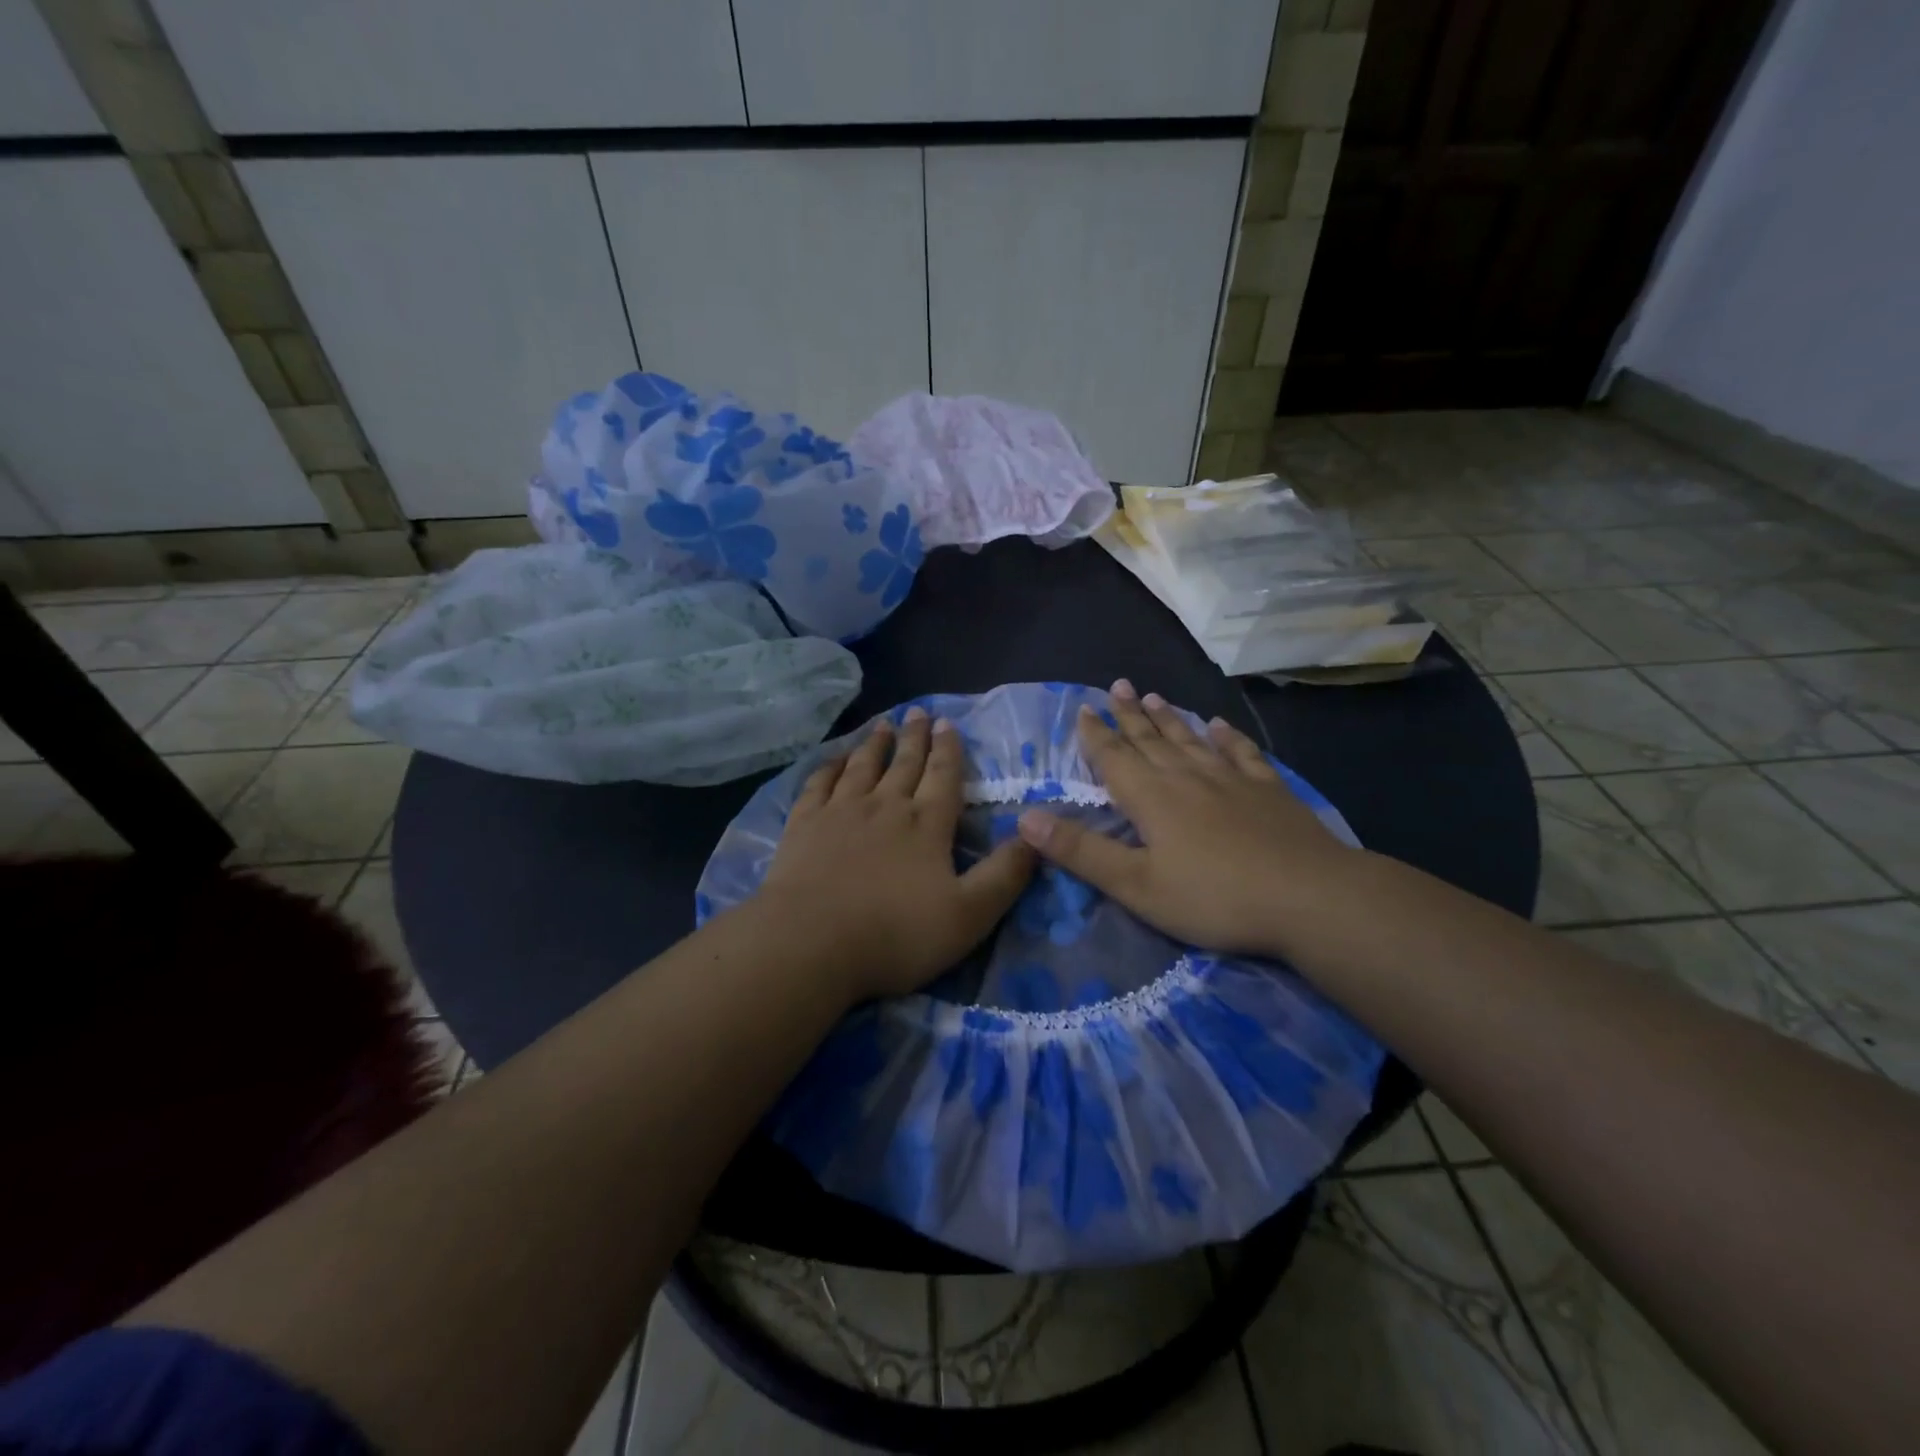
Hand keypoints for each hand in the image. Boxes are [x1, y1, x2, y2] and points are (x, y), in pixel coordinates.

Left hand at [755, 708, 1036, 1000]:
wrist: (811, 942)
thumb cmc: (896, 934)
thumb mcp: (969, 914)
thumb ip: (1005, 875)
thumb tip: (1034, 836)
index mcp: (927, 824)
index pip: (944, 776)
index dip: (949, 749)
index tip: (947, 723)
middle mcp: (886, 806)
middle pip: (905, 763)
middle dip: (915, 737)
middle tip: (918, 712)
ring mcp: (841, 811)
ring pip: (863, 766)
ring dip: (875, 744)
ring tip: (883, 724)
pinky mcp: (804, 824)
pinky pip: (819, 784)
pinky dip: (829, 767)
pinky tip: (834, 760)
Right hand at [1016, 679, 1362, 958]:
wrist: (1309, 898)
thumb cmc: (1214, 897)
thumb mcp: (1135, 885)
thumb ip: (1081, 851)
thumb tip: (1026, 817)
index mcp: (1151, 798)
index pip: (1114, 758)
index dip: (1095, 734)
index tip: (1083, 708)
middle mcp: (1186, 778)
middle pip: (1150, 740)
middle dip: (1129, 715)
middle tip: (1117, 685)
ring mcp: (1231, 781)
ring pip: (1191, 740)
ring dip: (1170, 719)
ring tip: (1155, 696)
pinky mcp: (1268, 791)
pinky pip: (1241, 754)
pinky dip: (1226, 737)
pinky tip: (1219, 725)